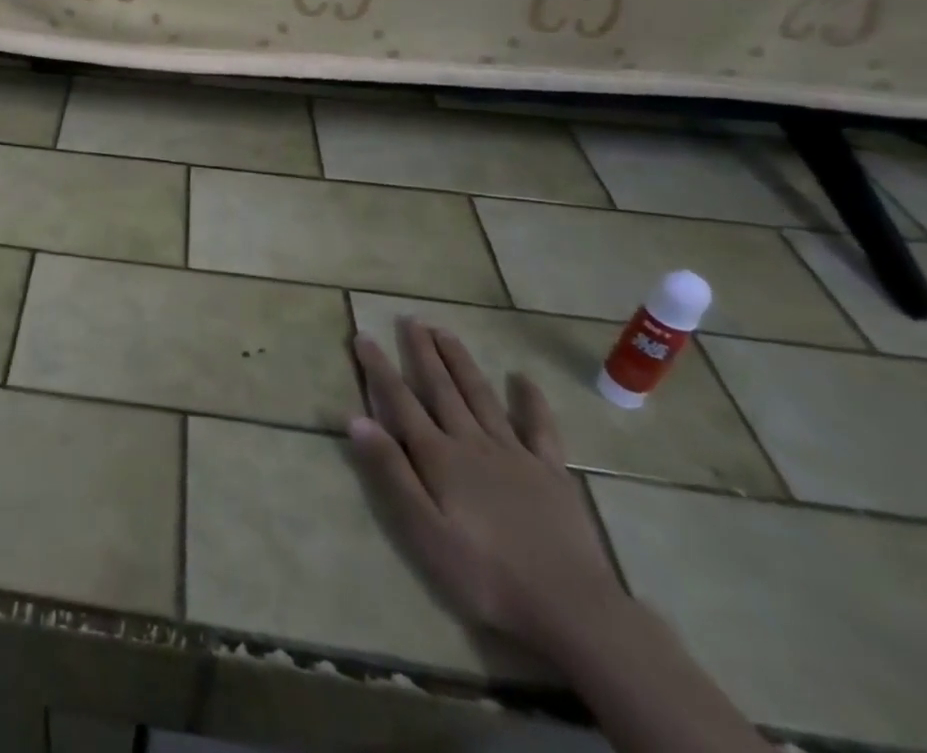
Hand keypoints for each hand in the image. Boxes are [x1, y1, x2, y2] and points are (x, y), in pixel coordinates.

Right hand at [350, 317, 625, 654]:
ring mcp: (515, 453)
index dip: (379, 368)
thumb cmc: (485, 575)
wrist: (571, 608)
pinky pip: (540, 427)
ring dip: (460, 362)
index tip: (363, 335)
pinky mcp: (551, 472)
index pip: (400, 401)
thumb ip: (390, 472)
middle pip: (441, 388)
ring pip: (481, 395)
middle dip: (422, 352)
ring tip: (445, 331)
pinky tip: (522, 378)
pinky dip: (531, 400)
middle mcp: (472, 442)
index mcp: (438, 456)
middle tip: (409, 318)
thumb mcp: (423, 531)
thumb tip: (355, 418)